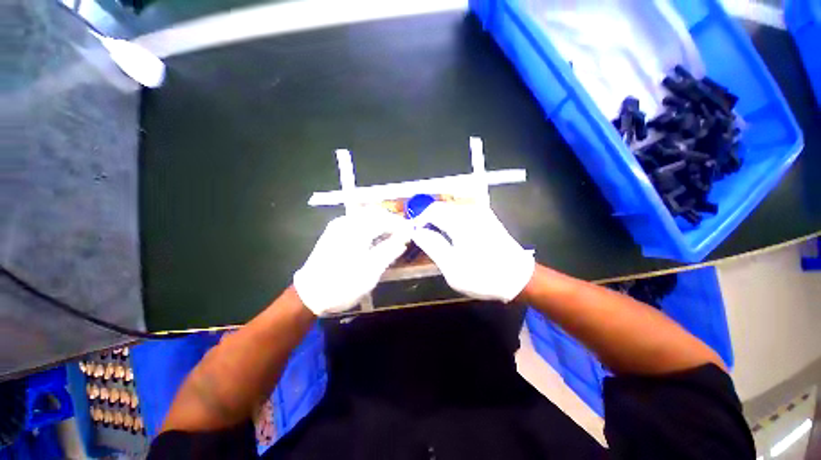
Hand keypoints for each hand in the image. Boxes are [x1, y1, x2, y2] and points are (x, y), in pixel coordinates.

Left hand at [294, 209, 410, 315]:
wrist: (310, 294)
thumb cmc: (344, 284)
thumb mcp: (372, 270)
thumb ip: (390, 250)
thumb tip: (404, 238)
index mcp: (357, 230)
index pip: (384, 219)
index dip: (400, 225)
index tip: (411, 232)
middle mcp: (347, 222)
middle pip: (375, 213)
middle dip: (391, 221)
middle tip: (403, 234)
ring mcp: (338, 225)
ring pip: (365, 216)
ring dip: (381, 223)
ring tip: (392, 236)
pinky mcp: (333, 232)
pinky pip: (357, 222)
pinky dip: (370, 226)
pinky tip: (374, 237)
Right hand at [412, 202, 534, 301]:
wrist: (519, 279)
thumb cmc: (483, 276)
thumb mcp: (452, 266)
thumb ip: (432, 245)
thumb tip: (417, 232)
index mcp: (461, 221)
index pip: (431, 210)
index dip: (419, 220)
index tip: (413, 234)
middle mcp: (471, 211)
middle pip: (441, 208)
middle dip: (428, 220)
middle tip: (422, 238)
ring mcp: (481, 213)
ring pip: (451, 210)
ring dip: (439, 221)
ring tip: (435, 239)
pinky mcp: (487, 218)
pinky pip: (462, 214)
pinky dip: (451, 222)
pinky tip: (451, 237)